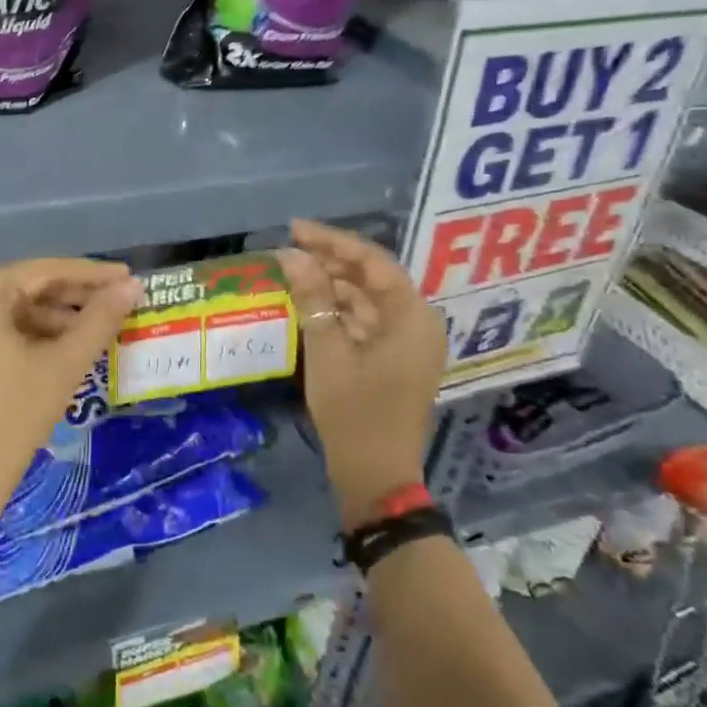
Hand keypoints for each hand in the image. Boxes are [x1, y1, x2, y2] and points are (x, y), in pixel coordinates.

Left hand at [0, 258, 144, 542]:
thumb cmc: (8, 424)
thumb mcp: (60, 368)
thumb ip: (99, 320)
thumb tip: (133, 286)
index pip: (42, 271)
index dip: (90, 274)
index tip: (128, 275)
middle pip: (22, 288)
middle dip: (71, 299)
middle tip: (118, 303)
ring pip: (5, 310)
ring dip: (49, 319)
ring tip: (96, 328)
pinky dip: (22, 335)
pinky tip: (59, 346)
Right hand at [280, 219, 447, 529]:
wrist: (376, 477)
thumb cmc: (354, 413)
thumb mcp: (327, 351)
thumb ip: (312, 298)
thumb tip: (291, 255)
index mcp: (412, 316)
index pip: (372, 261)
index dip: (332, 241)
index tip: (295, 228)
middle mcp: (418, 322)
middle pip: (372, 277)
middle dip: (330, 261)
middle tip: (288, 249)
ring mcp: (409, 342)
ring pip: (367, 298)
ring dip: (332, 285)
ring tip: (293, 272)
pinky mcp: (396, 359)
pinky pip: (367, 320)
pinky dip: (339, 310)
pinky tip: (309, 303)